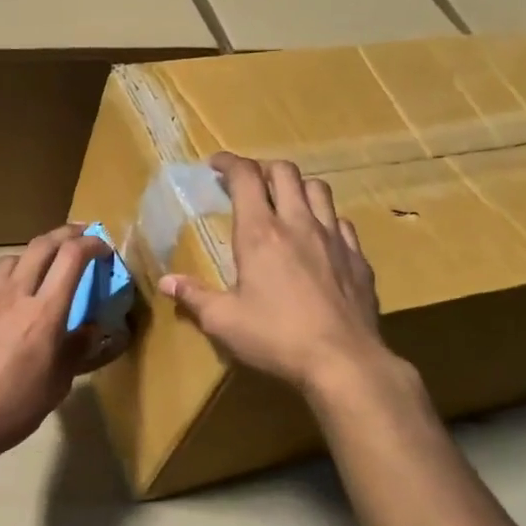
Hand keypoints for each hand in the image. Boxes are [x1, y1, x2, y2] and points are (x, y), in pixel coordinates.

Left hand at [0, 225, 118, 464]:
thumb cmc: (15, 406)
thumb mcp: (58, 383)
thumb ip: (76, 349)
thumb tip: (90, 329)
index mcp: (44, 312)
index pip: (72, 257)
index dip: (91, 244)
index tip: (103, 248)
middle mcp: (14, 294)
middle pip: (41, 245)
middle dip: (65, 234)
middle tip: (80, 235)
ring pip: (11, 258)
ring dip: (33, 254)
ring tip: (42, 267)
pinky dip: (5, 281)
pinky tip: (7, 300)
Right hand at [158, 153, 394, 397]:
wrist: (344, 361)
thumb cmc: (276, 338)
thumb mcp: (223, 321)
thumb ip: (194, 297)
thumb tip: (166, 282)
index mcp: (260, 234)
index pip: (245, 178)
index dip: (229, 163)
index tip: (215, 164)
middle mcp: (298, 224)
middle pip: (285, 172)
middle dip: (262, 168)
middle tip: (248, 183)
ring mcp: (334, 238)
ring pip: (318, 189)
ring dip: (297, 187)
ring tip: (284, 202)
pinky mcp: (358, 258)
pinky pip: (342, 222)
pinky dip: (325, 219)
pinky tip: (319, 238)